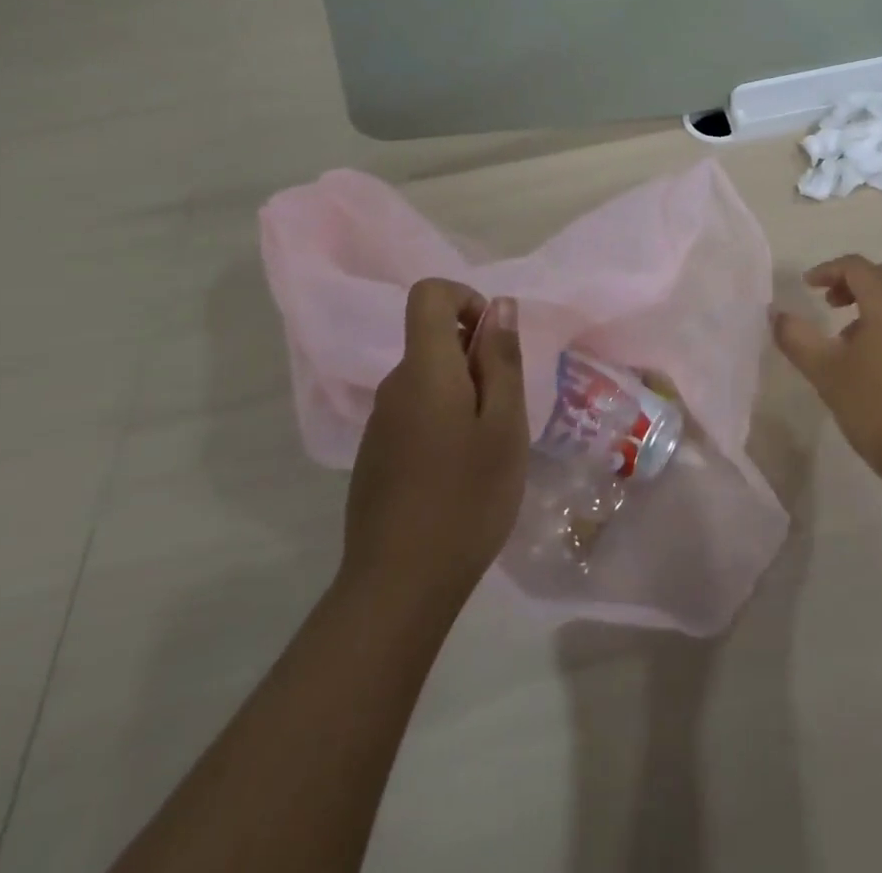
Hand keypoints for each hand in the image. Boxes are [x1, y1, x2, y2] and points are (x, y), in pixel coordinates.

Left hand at [340, 281, 527, 608]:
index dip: (465, 299)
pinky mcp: (375, 455)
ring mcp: (379, 423)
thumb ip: (501, 359)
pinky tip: (460, 473)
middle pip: (433, 340)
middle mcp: (394, 386)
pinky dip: (445, 421)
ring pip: (428, 380)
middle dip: (476, 358)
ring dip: (464, 394)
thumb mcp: (504, 424)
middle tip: (506, 411)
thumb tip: (499, 305)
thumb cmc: (467, 498)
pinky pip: (415, 413)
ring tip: (488, 448)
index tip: (493, 341)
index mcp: (425, 370)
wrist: (399, 586)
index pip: (429, 295)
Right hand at [772, 255, 881, 497]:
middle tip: (828, 300)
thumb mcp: (826, 372)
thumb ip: (797, 338)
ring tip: (840, 333)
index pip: (857, 267)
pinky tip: (863, 357)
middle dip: (852, 280)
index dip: (827, 270)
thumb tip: (777, 315)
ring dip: (868, 301)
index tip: (806, 288)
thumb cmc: (876, 406)